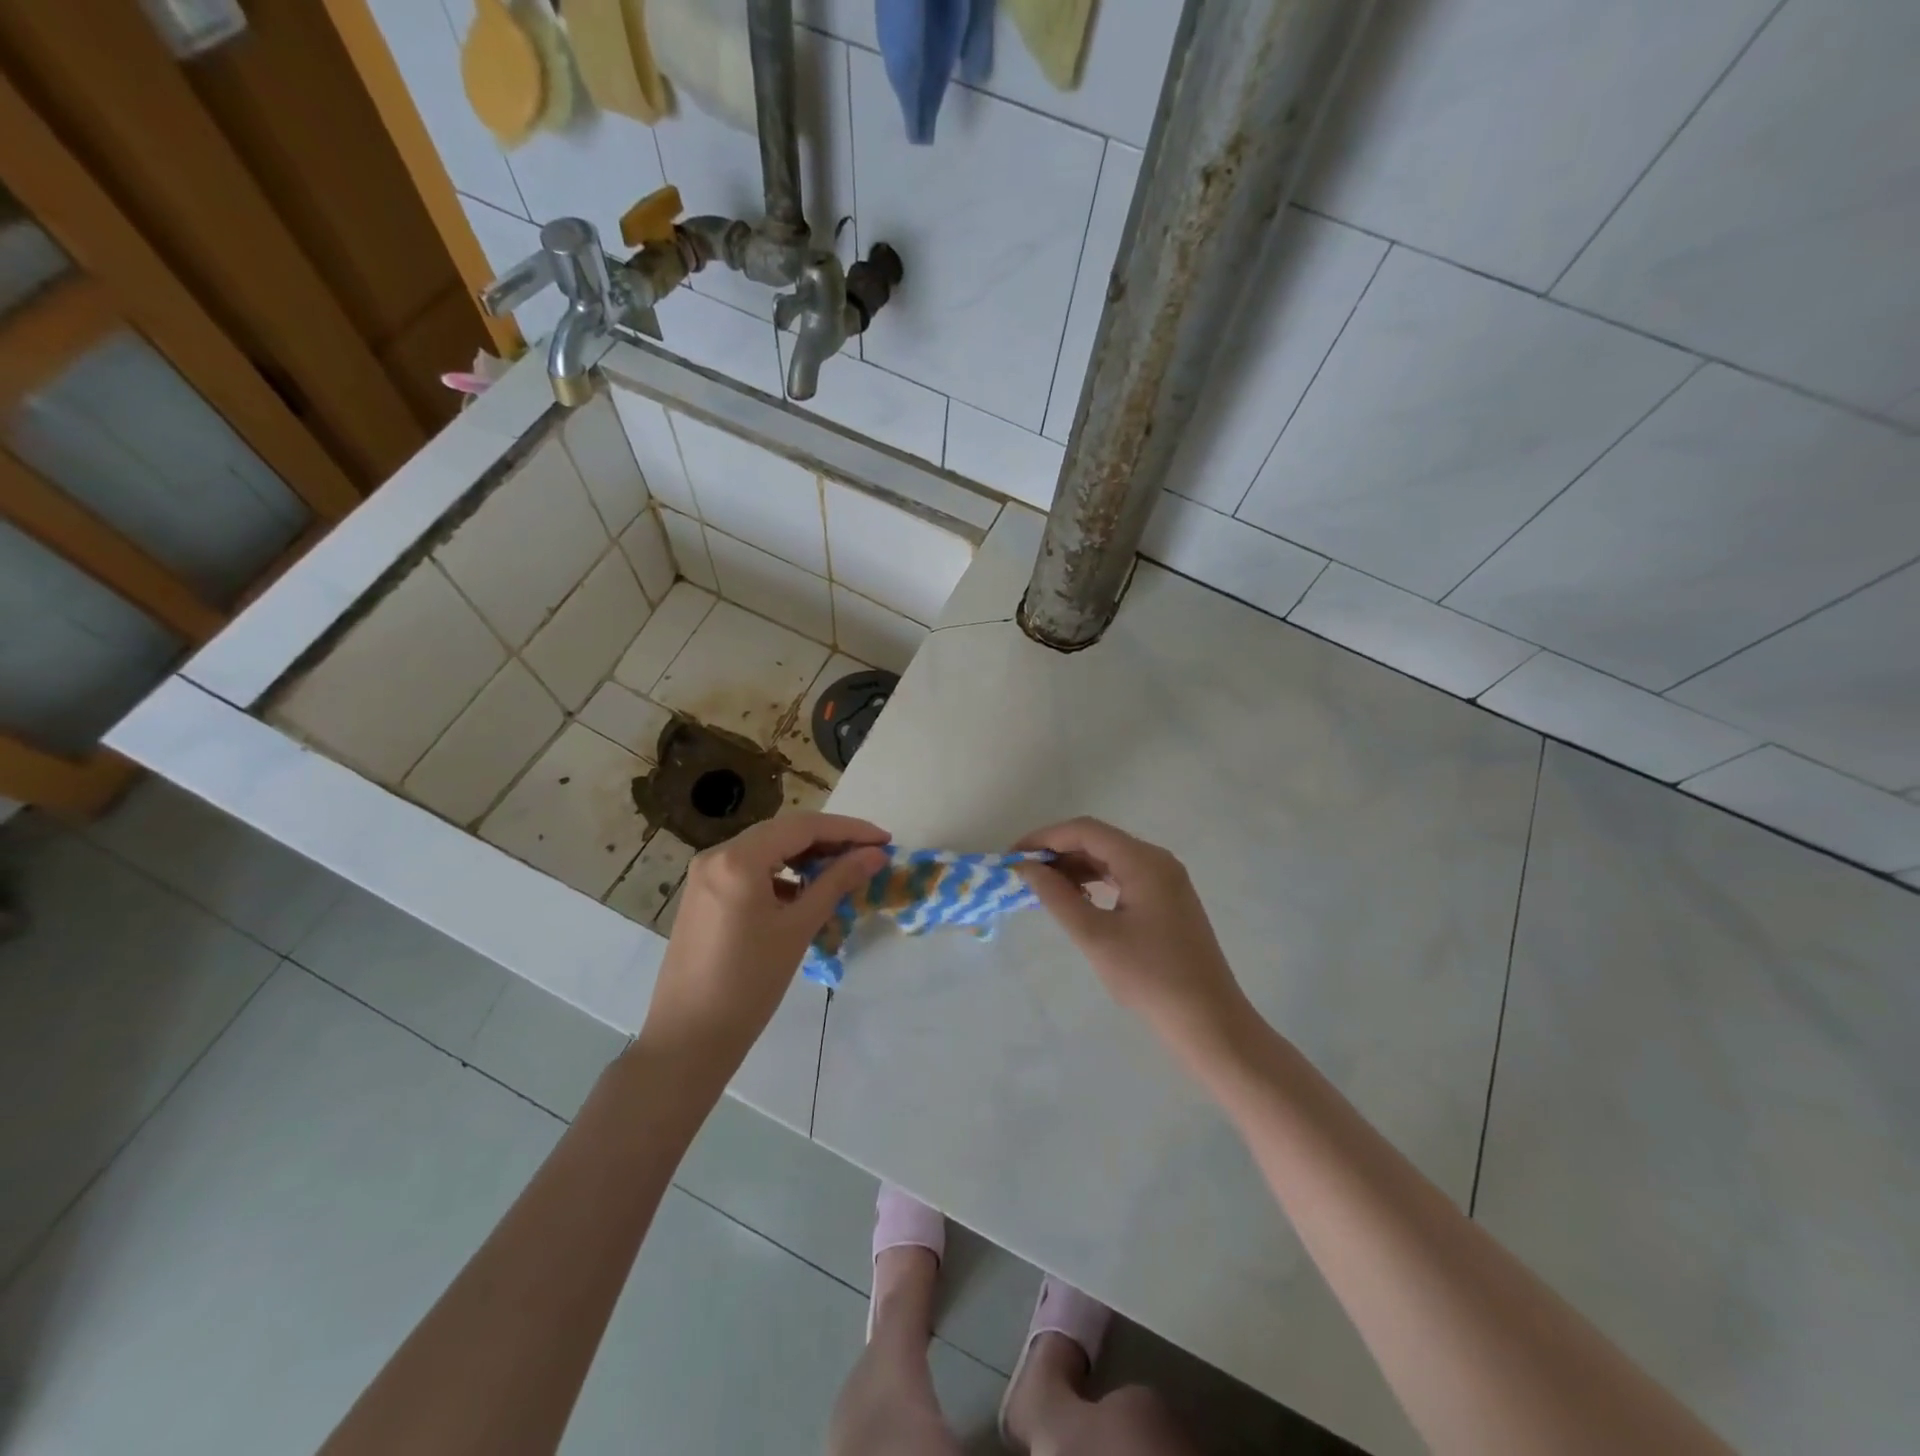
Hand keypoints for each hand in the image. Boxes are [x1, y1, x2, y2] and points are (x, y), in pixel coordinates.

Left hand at [639, 813, 888, 1070]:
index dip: (849, 829)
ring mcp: (705, 875)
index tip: (884, 839)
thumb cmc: (749, 983)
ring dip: (806, 856)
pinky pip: (749, 870)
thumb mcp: (799, 928)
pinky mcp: (703, 895)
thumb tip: (876, 854)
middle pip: (784, 832)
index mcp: (738, 858)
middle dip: (829, 840)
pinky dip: (781, 874)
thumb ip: (837, 883)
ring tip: (843, 871)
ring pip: (766, 850)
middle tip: (869, 853)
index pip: (804, 827)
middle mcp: (717, 855)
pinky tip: (804, 894)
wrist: (688, 1038)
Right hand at [1016, 818, 1248, 1059]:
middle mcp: (1158, 861)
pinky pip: (1123, 877)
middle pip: (1098, 840)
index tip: (1013, 857)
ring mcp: (1166, 881)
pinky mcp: (1168, 901)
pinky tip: (1075, 900)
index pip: (1085, 830)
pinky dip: (1095, 882)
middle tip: (1022, 875)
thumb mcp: (1095, 936)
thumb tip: (1025, 869)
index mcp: (1144, 861)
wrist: (1209, 1021)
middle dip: (1058, 852)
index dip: (1045, 838)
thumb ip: (1056, 897)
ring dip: (1075, 868)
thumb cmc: (1149, 977)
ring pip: (1110, 859)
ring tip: (1042, 889)